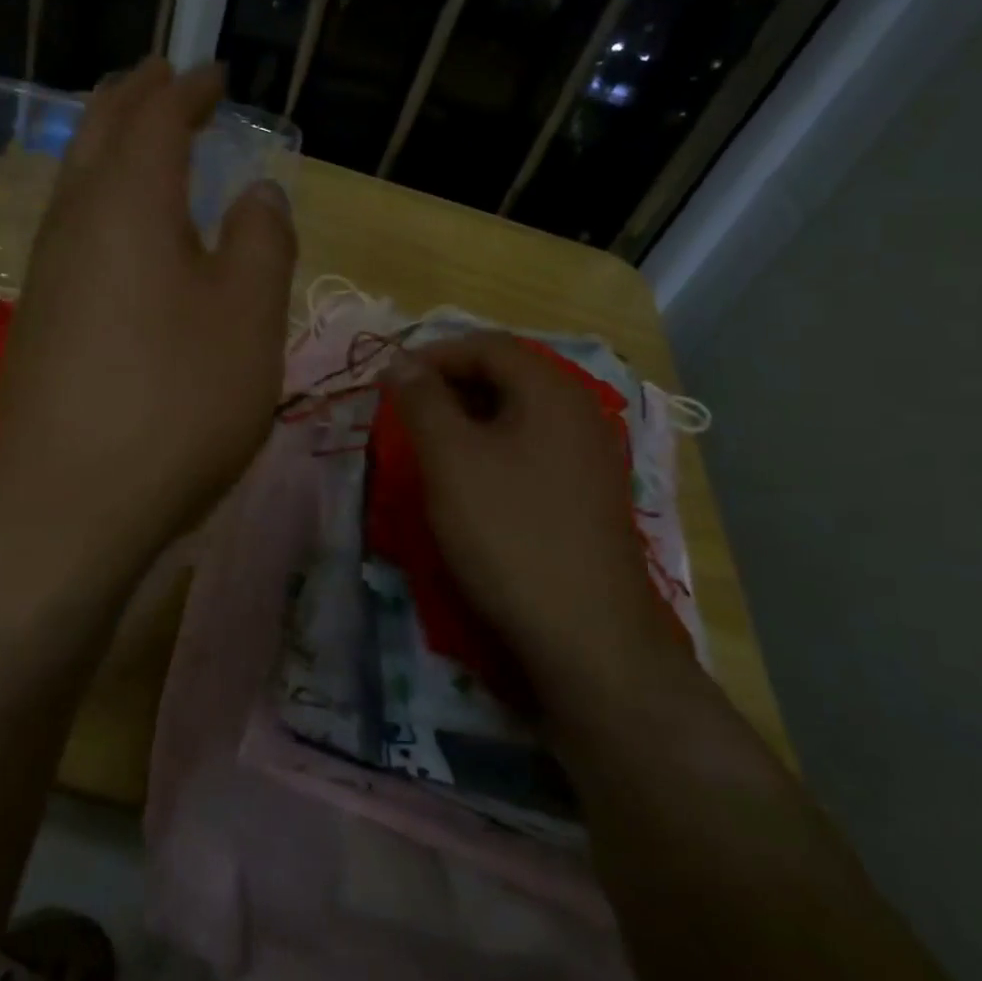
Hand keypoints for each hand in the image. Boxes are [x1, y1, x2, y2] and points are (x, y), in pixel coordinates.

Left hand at [0, 58, 296, 589]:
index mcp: (130, 201)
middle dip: (134, 97)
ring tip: (141, 137)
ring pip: (77, 180)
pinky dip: (101, 200)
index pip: (156, 116)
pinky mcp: (41, 320)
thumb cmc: (176, 401)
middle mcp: (77, 221)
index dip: (187, 88)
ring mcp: (49, 273)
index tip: (213, 73)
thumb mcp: (249, 317)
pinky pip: (74, 229)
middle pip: (98, 132)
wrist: (68, 503)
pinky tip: (120, 230)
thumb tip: (258, 193)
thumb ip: (263, 241)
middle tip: (165, 77)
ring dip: (109, 145)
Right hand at [384, 333, 689, 708]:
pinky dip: (495, 450)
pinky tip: (472, 483)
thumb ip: (422, 401)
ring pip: (519, 415)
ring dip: (470, 419)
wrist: (587, 635)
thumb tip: (400, 362)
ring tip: (431, 446)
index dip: (433, 354)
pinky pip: (533, 450)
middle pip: (507, 375)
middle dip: (451, 386)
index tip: (390, 381)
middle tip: (407, 413)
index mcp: (552, 390)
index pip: (487, 345)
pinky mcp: (589, 494)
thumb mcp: (451, 459)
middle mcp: (580, 411)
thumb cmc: (509, 533)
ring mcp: (591, 455)